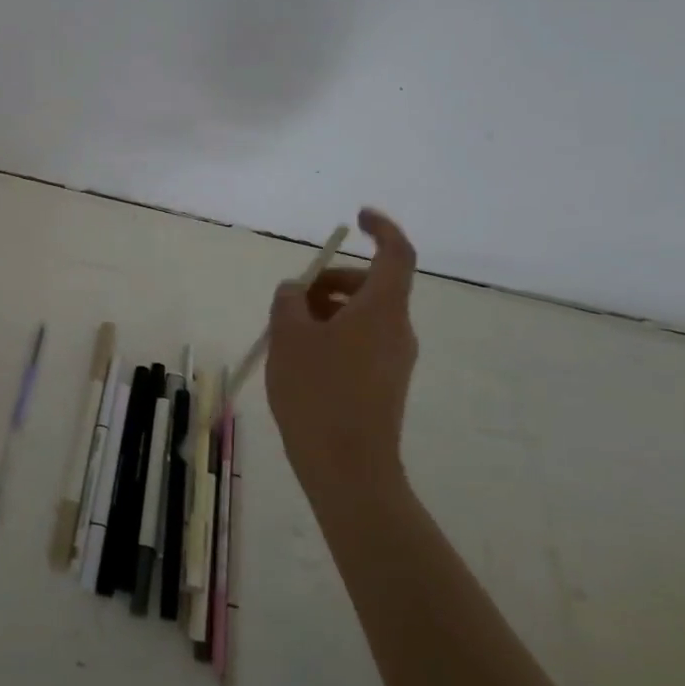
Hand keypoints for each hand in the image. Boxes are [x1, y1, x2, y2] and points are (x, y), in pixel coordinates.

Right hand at [266, 208, 419, 491]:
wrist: (348, 468)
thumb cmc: (317, 393)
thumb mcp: (289, 336)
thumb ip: (289, 301)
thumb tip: (296, 290)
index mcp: (382, 309)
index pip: (396, 253)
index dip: (381, 228)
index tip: (357, 217)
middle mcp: (397, 329)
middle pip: (371, 286)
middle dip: (331, 281)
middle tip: (292, 298)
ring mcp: (395, 359)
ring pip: (363, 315)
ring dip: (327, 310)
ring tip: (287, 334)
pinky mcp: (385, 383)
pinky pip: (361, 341)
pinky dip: (334, 335)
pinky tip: (301, 360)